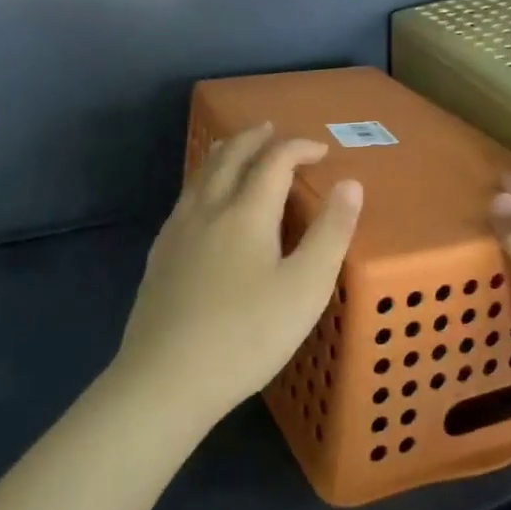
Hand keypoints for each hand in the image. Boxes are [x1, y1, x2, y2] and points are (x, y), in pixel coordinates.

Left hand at [114, 123, 362, 427]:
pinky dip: (204, 181)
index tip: (321, 151)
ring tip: (236, 149)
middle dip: (255, 139)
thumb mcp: (305, 288)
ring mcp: (177, 231)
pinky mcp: (160, 255)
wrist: (165, 379)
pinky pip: (186, 198)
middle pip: (230, 157)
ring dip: (224, 154)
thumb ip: (330, 233)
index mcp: (246, 212)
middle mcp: (208, 209)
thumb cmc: (247, 335)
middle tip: (272, 130)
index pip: (274, 161)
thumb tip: (350, 183)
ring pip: (201, 174)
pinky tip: (203, 202)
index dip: (299, 148)